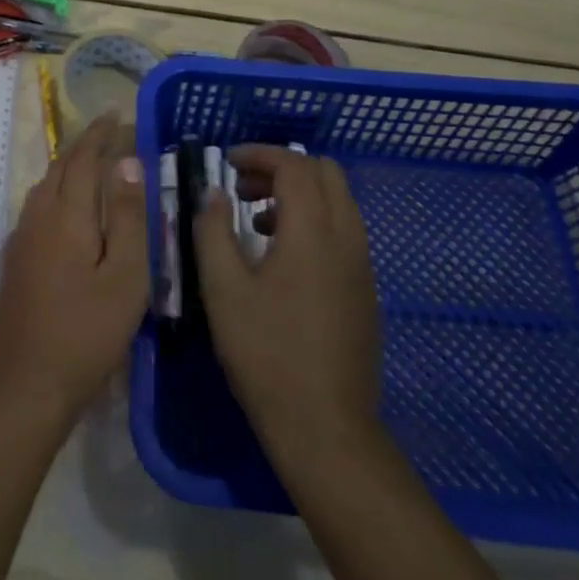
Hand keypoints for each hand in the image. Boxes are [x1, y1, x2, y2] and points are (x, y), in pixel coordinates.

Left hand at [0, 113, 149, 422]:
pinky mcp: (16, 259)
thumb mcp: (125, 276)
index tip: (118, 114)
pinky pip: (38, 206)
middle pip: (60, 167)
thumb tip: (127, 163)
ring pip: (45, 186)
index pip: (83, 159)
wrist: (29, 381)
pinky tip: (69, 205)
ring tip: (94, 160)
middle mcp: (38, 217)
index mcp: (66, 215)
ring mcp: (22, 238)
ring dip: (69, 165)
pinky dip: (58, 189)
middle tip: (110, 130)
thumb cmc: (88, 331)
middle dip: (84, 144)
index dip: (100, 134)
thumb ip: (127, 217)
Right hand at [195, 145, 382, 459]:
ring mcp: (362, 266)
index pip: (295, 166)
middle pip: (326, 174)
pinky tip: (279, 256)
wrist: (324, 425)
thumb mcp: (223, 289)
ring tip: (254, 220)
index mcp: (313, 233)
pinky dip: (313, 220)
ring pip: (338, 202)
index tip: (226, 162)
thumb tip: (213, 194)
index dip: (259, 154)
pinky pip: (343, 231)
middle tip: (241, 187)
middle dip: (282, 168)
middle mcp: (347, 239)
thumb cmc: (266, 353)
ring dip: (298, 194)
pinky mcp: (365, 290)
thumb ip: (213, 231)